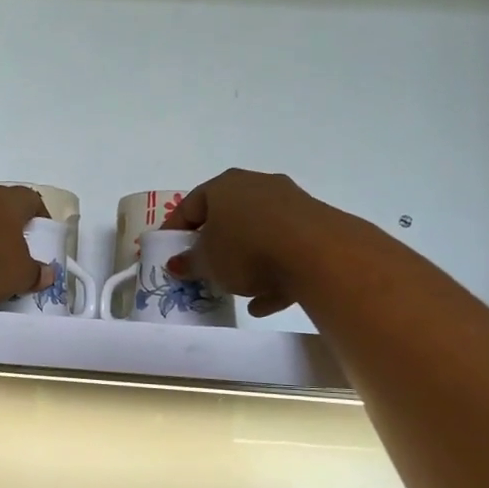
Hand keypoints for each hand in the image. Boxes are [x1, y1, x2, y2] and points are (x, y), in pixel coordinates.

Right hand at [164, 170, 328, 317]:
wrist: (320, 255)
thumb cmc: (247, 250)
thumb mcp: (207, 262)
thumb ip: (188, 263)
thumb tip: (176, 263)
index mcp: (224, 185)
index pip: (189, 205)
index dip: (174, 231)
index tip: (168, 254)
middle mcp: (257, 185)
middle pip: (227, 217)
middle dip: (213, 246)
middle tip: (202, 269)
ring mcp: (290, 203)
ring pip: (258, 235)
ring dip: (245, 263)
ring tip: (235, 292)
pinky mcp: (316, 225)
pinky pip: (285, 249)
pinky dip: (273, 273)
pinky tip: (264, 302)